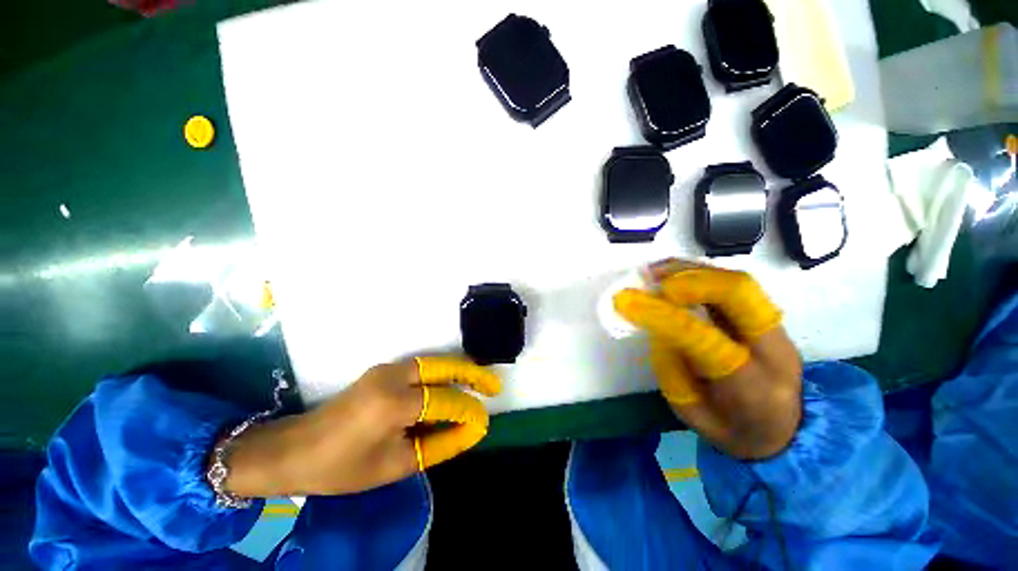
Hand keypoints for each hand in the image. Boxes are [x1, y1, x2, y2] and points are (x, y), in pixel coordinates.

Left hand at [219, 356, 500, 496]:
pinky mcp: (384, 370)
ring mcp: (387, 369)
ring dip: (459, 370)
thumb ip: (439, 445)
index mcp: (394, 403)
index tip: (484, 421)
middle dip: (472, 374)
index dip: (468, 411)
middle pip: (443, 367)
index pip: (445, 401)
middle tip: (494, 384)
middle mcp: (393, 377)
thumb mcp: (395, 465)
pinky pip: (422, 368)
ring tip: (479, 381)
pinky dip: (442, 373)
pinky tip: (452, 383)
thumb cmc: (342, 467)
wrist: (295, 449)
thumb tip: (471, 430)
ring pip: (434, 363)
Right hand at [614, 259, 801, 458]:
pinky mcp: (768, 319)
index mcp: (750, 385)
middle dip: (687, 278)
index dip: (660, 314)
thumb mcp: (691, 414)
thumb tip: (655, 326)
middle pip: (737, 293)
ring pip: (737, 282)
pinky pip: (735, 285)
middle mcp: (772, 349)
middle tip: (649, 277)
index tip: (625, 301)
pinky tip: (675, 277)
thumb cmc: (733, 431)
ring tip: (656, 272)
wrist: (787, 434)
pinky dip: (701, 275)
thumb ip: (671, 369)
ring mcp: (775, 329)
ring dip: (691, 271)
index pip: (702, 337)